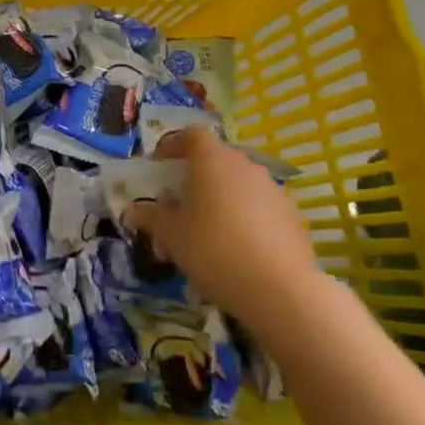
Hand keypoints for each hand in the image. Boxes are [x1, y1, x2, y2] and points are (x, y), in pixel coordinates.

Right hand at [139, 127, 322, 335]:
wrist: (281, 290)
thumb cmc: (214, 250)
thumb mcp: (171, 235)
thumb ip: (150, 217)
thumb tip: (132, 212)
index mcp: (213, 160)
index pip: (191, 135)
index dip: (172, 145)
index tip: (158, 165)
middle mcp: (245, 166)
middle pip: (216, 159)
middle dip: (195, 176)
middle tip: (179, 203)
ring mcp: (273, 190)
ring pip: (239, 184)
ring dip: (220, 198)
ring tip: (206, 230)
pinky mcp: (292, 216)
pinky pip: (259, 206)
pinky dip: (244, 217)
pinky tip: (236, 248)